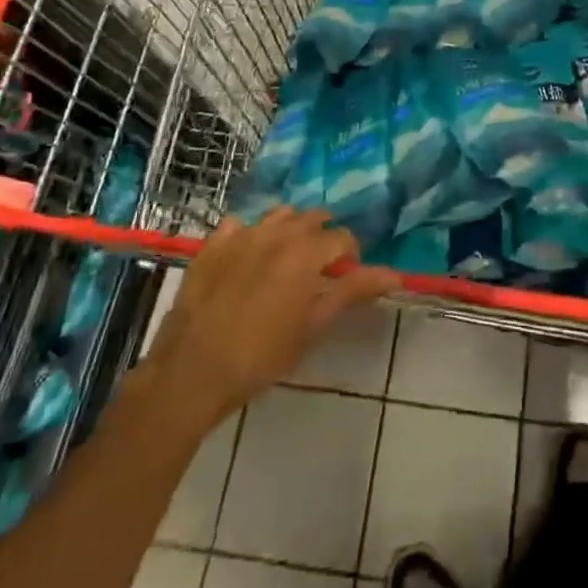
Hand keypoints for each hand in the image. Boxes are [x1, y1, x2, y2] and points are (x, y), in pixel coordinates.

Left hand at [140, 209, 398, 431]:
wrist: (192, 371)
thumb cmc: (261, 356)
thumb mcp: (313, 327)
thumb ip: (352, 292)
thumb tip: (395, 275)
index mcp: (306, 251)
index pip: (342, 237)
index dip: (349, 256)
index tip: (345, 278)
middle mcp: (277, 232)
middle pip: (312, 218)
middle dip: (322, 237)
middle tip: (318, 269)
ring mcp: (242, 234)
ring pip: (278, 215)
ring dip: (290, 229)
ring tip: (287, 259)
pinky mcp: (213, 245)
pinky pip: (239, 225)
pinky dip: (250, 234)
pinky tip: (248, 257)